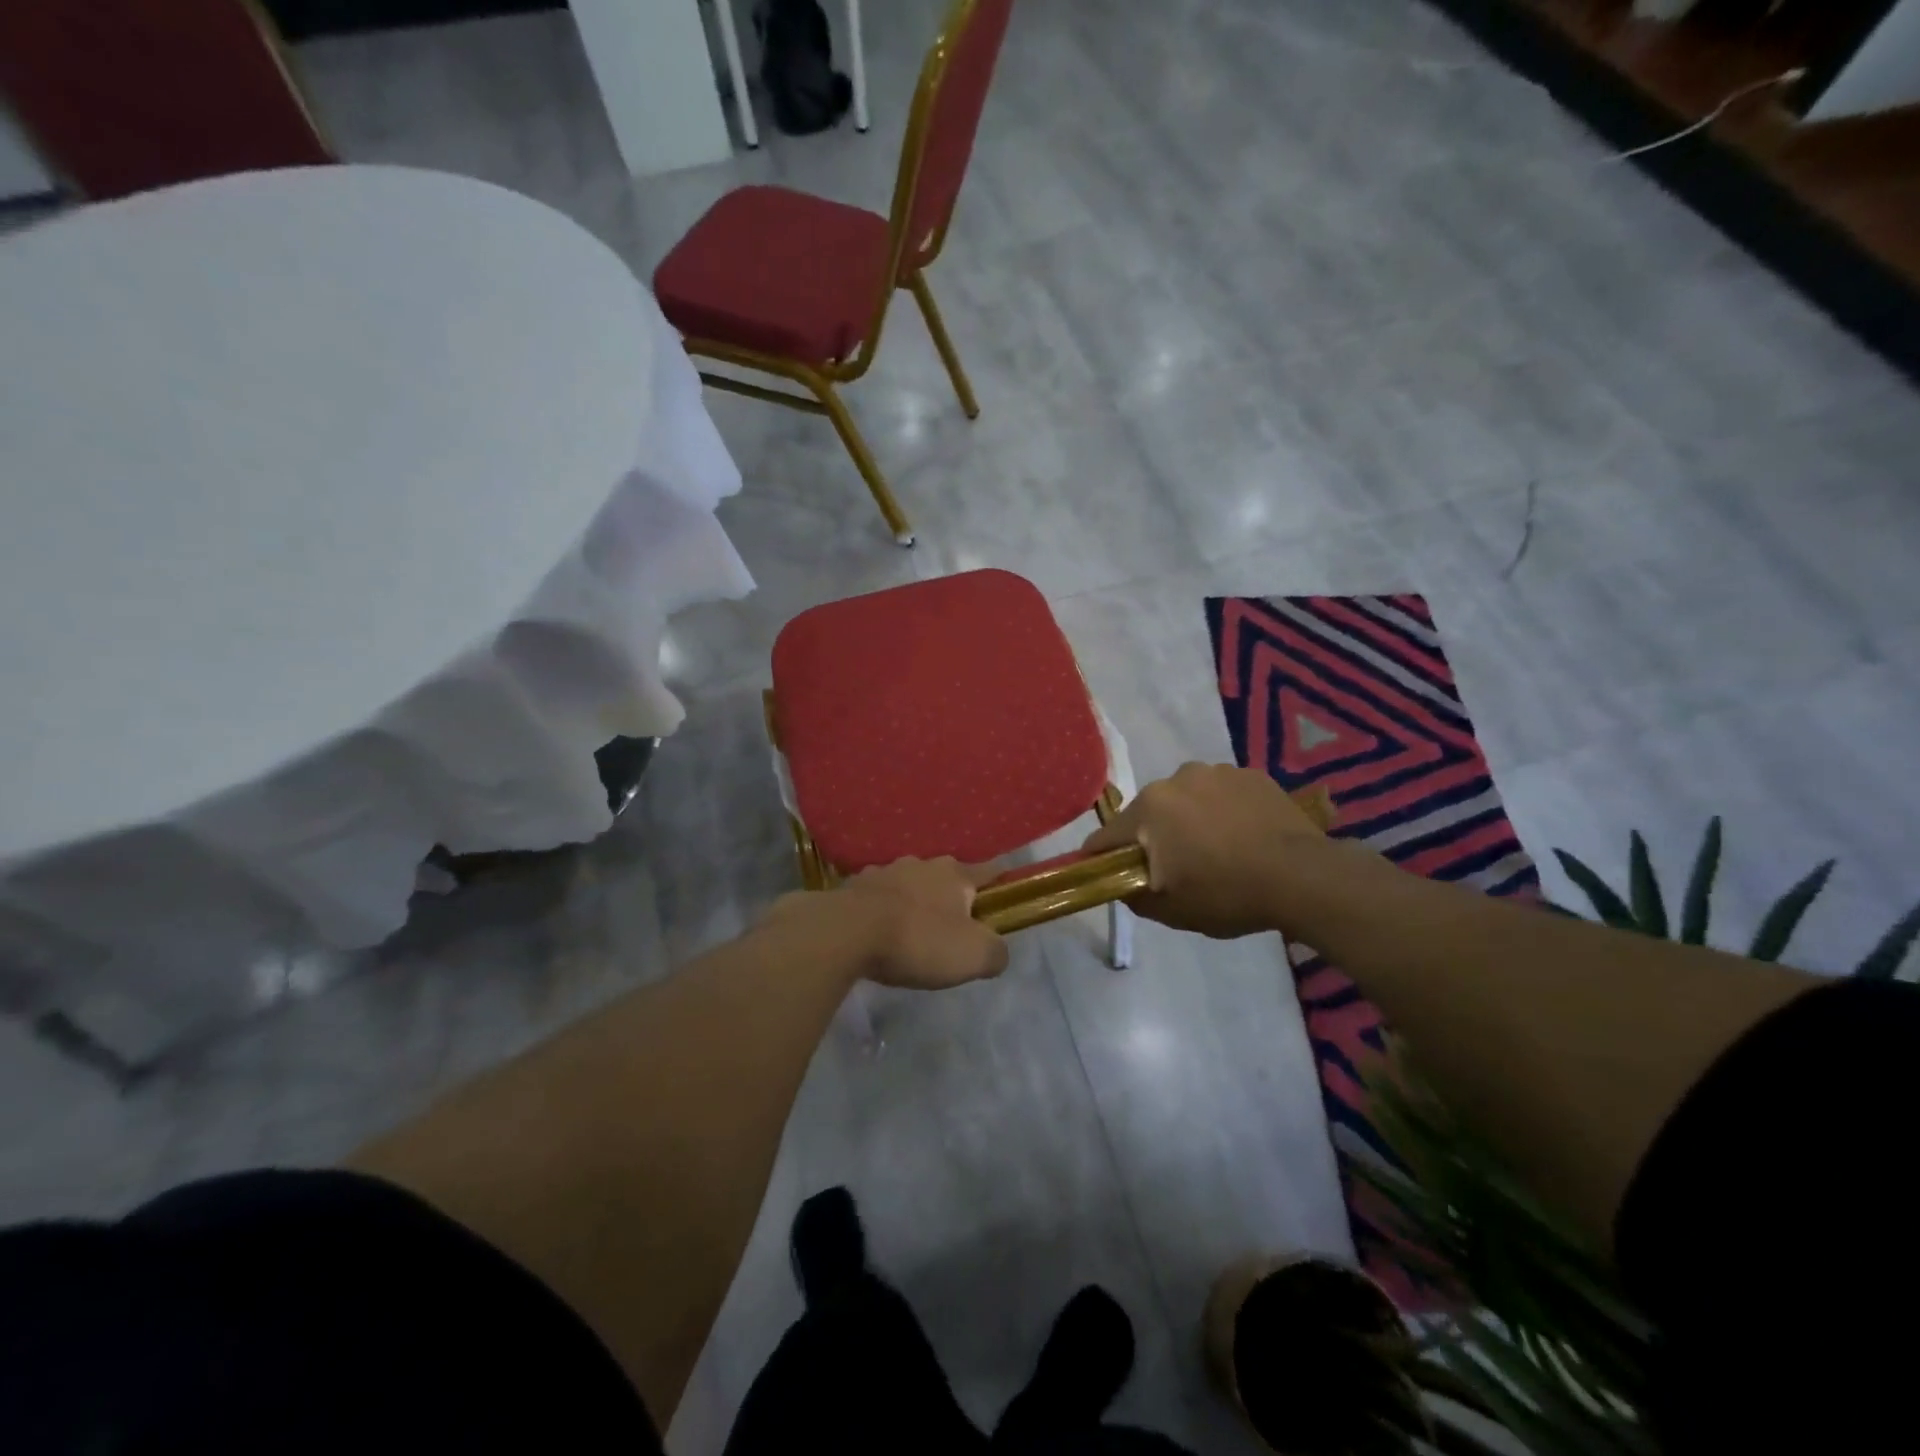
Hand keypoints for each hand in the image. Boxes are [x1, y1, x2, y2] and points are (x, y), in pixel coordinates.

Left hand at [763, 858, 1010, 990]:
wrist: (847, 933)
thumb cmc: (919, 940)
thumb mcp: (973, 956)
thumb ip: (995, 952)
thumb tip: (996, 951)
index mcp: (956, 875)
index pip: (989, 870)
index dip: (1001, 881)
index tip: (1005, 892)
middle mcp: (923, 864)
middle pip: (947, 878)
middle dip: (952, 897)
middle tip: (952, 928)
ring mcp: (885, 871)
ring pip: (910, 884)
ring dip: (915, 901)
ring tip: (911, 931)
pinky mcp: (854, 885)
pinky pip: (878, 896)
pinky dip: (883, 909)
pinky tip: (878, 931)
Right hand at [1081, 762, 1333, 938]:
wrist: (1303, 877)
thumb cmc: (1228, 894)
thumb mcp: (1171, 911)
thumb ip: (1134, 896)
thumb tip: (1124, 885)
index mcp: (1150, 808)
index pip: (1107, 835)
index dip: (1101, 857)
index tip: (1106, 873)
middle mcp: (1176, 779)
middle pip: (1149, 813)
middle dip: (1153, 836)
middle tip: (1175, 867)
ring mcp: (1216, 771)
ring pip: (1186, 799)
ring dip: (1189, 819)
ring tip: (1216, 849)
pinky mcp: (1251, 774)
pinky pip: (1221, 793)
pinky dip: (1223, 811)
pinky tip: (1243, 836)